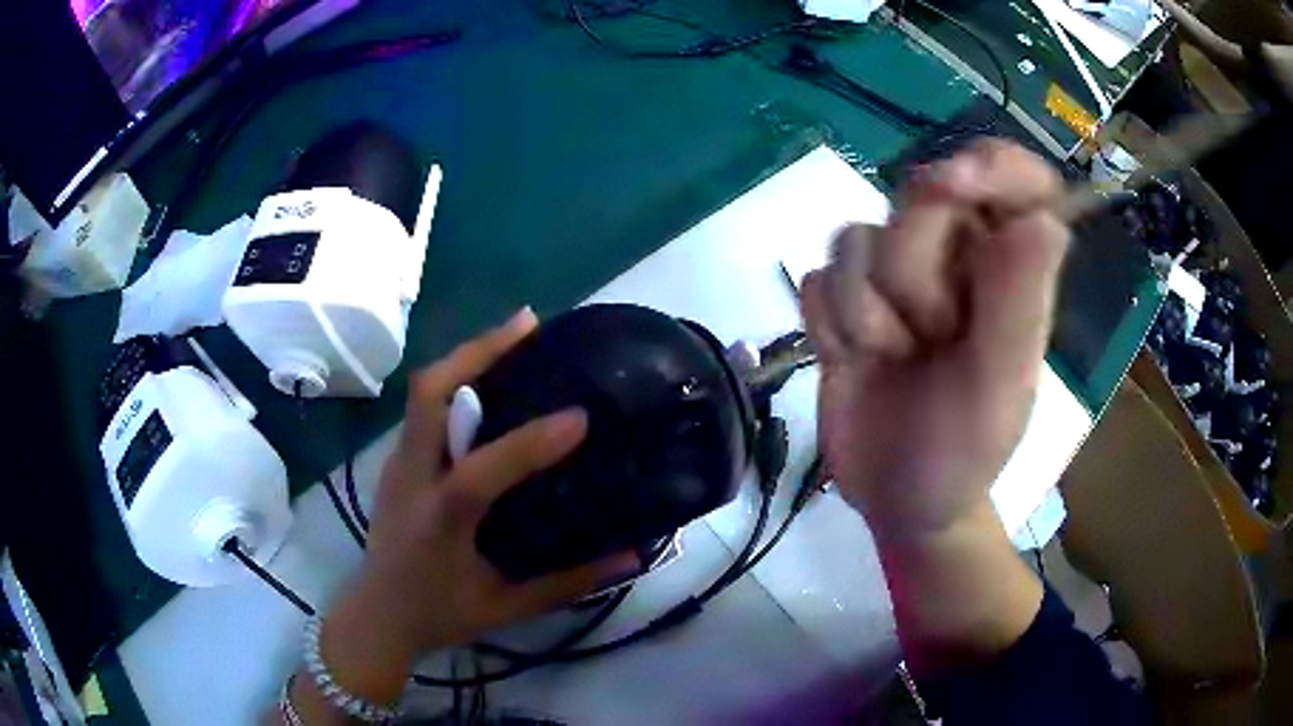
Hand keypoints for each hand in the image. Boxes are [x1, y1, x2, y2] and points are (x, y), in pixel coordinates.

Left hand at [314, 309, 635, 706]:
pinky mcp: (395, 461)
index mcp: (439, 521)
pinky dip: (456, 381)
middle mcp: (412, 480)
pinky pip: (423, 407)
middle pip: (429, 395)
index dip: (532, 442)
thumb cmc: (440, 614)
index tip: (580, 416)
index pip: (482, 472)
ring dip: (467, 356)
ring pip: (423, 391)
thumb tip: (632, 558)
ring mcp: (397, 464)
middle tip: (528, 325)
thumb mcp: (507, 607)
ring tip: (514, 337)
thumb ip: (569, 583)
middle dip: (478, 351)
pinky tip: (488, 380)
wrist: (377, 614)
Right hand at [802, 139, 1068, 542]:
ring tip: (894, 360)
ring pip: (857, 237)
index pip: (1019, 180)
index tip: (954, 184)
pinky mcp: (845, 301)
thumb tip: (1040, 217)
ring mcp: (895, 275)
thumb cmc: (965, 452)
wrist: (901, 503)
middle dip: (913, 274)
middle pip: (918, 198)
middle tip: (932, 339)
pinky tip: (854, 363)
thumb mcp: (1000, 388)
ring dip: (867, 312)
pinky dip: (831, 326)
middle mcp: (956, 255)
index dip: (990, 166)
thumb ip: (1018, 302)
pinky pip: (819, 277)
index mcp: (1011, 268)